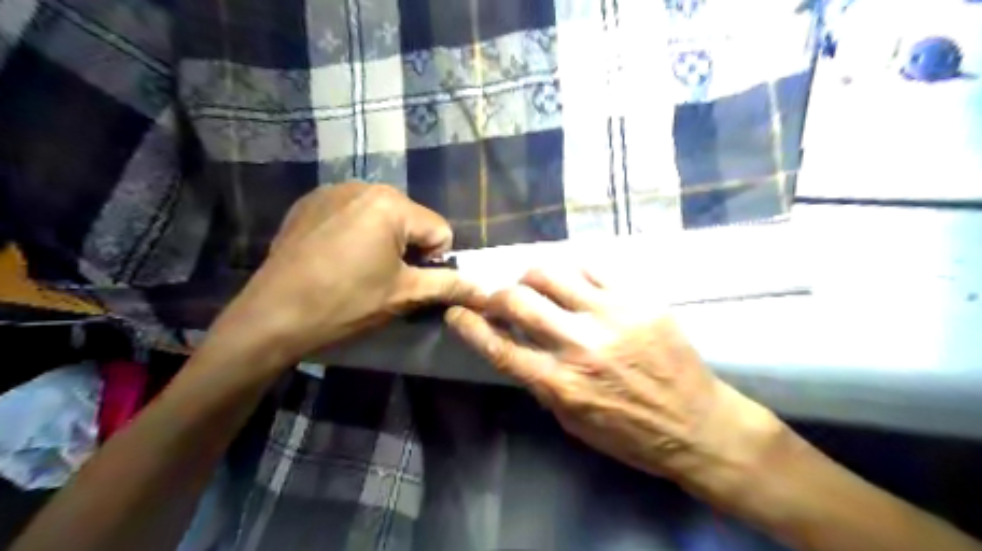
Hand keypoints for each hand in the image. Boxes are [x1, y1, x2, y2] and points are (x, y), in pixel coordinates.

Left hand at [214, 184, 481, 367]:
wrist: (272, 316)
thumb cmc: (345, 303)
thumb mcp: (404, 296)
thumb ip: (449, 286)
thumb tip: (485, 290)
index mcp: (392, 204)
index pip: (441, 230)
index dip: (433, 261)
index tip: (407, 282)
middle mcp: (365, 186)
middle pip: (412, 218)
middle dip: (408, 248)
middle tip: (384, 277)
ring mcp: (333, 190)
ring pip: (383, 215)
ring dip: (383, 239)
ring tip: (359, 268)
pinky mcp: (310, 201)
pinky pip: (352, 212)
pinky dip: (355, 232)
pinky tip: (336, 256)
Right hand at [447, 269, 784, 496]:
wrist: (697, 425)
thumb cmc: (631, 434)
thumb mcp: (573, 422)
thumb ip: (542, 383)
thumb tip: (518, 348)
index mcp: (560, 384)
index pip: (499, 346)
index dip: (469, 325)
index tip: (456, 312)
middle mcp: (580, 345)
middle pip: (518, 302)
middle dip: (494, 294)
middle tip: (494, 295)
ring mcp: (611, 316)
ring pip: (551, 273)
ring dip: (530, 275)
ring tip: (531, 282)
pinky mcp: (638, 299)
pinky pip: (592, 267)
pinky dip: (571, 269)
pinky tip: (570, 277)